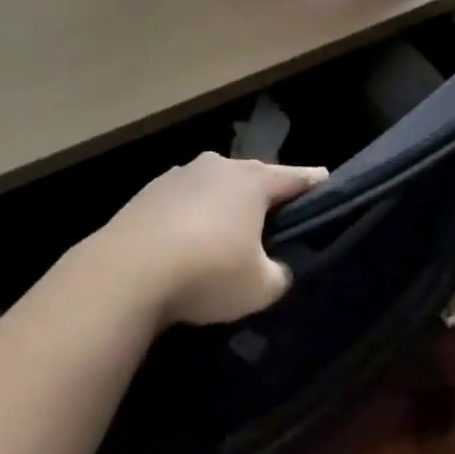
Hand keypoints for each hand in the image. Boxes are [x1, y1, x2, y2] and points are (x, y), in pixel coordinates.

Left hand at [94, 154, 327, 326]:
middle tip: (274, 222)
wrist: (127, 271)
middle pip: (252, 178)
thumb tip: (273, 268)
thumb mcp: (260, 287)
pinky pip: (183, 202)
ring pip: (215, 188)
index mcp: (253, 181)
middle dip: (264, 197)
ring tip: (226, 237)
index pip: (295, 177)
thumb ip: (278, 274)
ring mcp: (180, 175)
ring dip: (223, 206)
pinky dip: (191, 217)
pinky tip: (186, 244)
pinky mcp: (149, 192)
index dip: (314, 183)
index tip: (327, 181)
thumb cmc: (207, 271)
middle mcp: (219, 166)